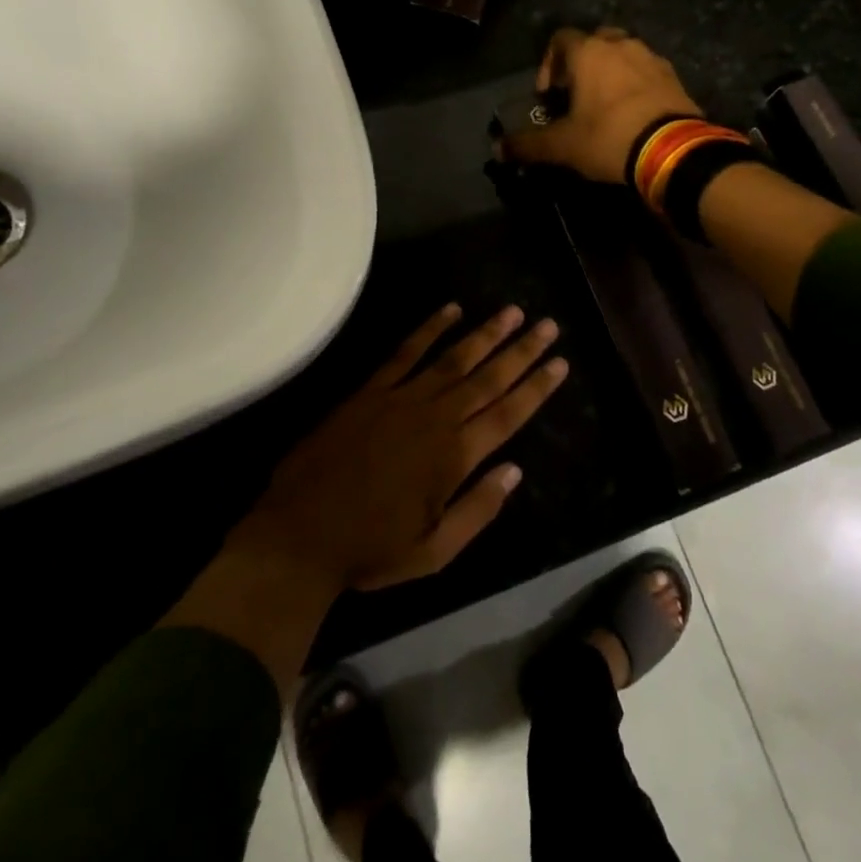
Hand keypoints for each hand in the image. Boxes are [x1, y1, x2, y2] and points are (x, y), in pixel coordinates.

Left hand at [238, 303, 566, 592]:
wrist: (299, 535)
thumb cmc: (371, 549)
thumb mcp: (435, 551)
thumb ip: (479, 509)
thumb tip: (515, 470)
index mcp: (455, 457)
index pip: (508, 413)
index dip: (537, 387)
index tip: (560, 362)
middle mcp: (435, 419)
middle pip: (488, 378)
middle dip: (522, 350)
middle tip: (549, 325)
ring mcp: (401, 399)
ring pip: (454, 358)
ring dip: (486, 333)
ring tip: (512, 311)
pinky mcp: (370, 391)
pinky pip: (405, 352)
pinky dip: (429, 329)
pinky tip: (450, 310)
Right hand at [503, 27, 702, 182]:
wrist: (673, 150)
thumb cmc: (609, 138)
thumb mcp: (562, 146)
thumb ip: (528, 145)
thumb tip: (497, 149)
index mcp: (589, 53)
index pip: (559, 39)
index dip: (548, 64)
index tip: (548, 95)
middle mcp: (620, 44)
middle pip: (594, 41)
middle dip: (581, 64)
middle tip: (575, 94)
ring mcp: (651, 57)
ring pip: (623, 54)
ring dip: (610, 72)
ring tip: (605, 105)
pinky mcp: (674, 76)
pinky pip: (646, 71)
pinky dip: (635, 84)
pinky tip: (632, 112)